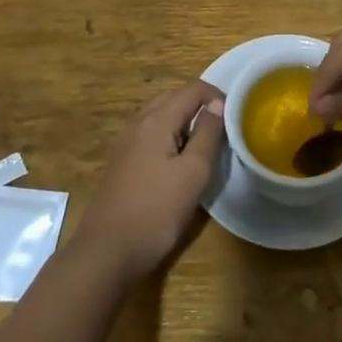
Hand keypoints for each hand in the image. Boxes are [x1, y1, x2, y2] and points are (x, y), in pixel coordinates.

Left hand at [73, 81, 223, 285]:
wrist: (107, 252)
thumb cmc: (156, 211)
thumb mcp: (193, 173)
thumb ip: (208, 134)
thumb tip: (217, 104)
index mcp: (157, 120)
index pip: (192, 89)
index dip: (217, 96)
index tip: (235, 117)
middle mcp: (138, 123)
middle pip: (174, 98)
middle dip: (200, 106)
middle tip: (223, 129)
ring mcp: (127, 142)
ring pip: (161, 117)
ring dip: (185, 122)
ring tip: (205, 145)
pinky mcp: (123, 162)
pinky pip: (152, 135)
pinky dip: (171, 137)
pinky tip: (179, 162)